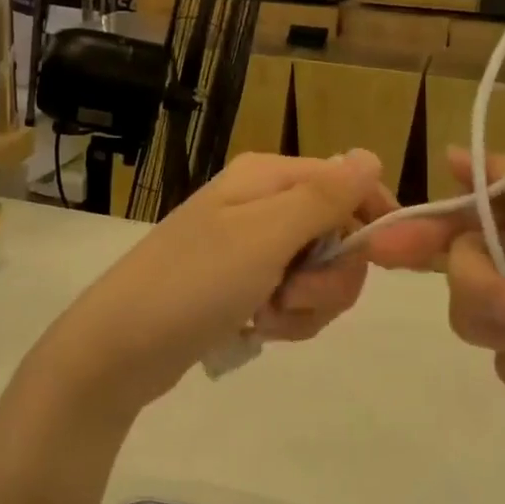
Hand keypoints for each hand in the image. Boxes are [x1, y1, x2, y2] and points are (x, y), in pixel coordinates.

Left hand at [34, 151, 401, 418]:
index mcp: (269, 178)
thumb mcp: (265, 235)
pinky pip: (293, 300)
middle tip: (295, 295)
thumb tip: (371, 155)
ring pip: (320, 274)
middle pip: (339, 234)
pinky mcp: (244, 286)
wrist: (119, 348)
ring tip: (267, 317)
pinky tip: (257, 329)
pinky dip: (286, 320)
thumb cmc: (193, 282)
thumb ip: (323, 196)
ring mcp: (253, 248)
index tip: (385, 261)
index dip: (373, 219)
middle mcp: (264, 205)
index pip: (348, 183)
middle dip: (330, 276)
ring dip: (307, 304)